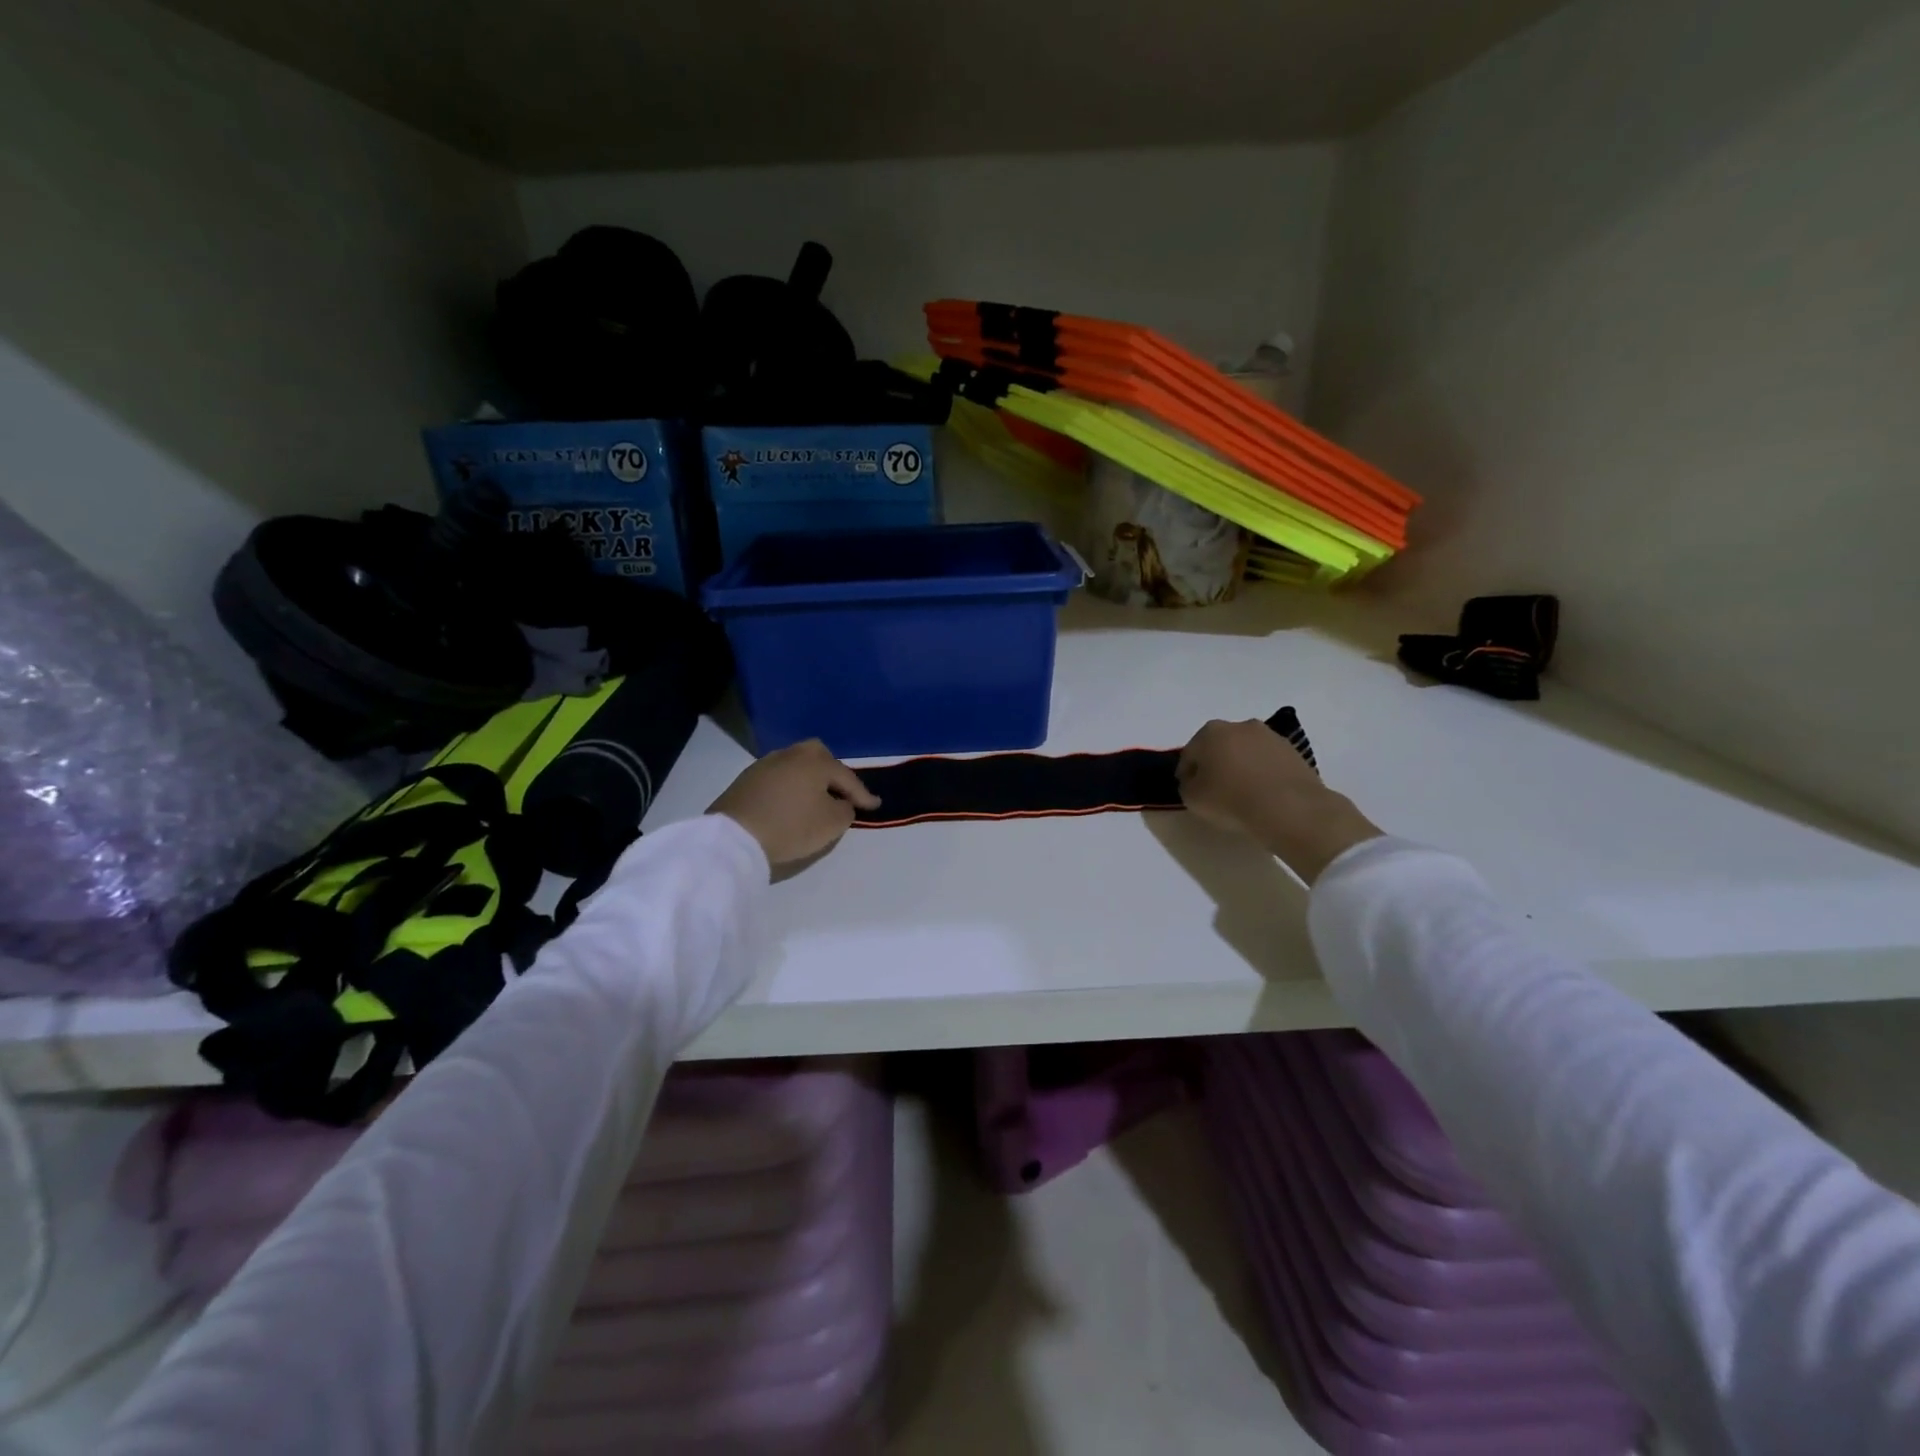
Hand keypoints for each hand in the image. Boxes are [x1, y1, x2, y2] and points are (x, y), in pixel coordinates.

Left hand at [709, 740, 879, 870]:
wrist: (734, 837)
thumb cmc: (791, 827)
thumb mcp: (832, 824)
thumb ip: (846, 809)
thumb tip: (841, 802)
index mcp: (816, 762)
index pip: (846, 777)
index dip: (863, 794)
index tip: (875, 806)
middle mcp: (791, 755)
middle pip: (819, 756)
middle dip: (833, 773)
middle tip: (841, 792)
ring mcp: (765, 764)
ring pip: (796, 765)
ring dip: (809, 779)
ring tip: (815, 798)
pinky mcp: (746, 779)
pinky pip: (779, 777)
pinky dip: (790, 786)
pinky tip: (790, 801)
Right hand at [1176, 719, 1380, 883]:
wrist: (1290, 808)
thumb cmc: (1232, 800)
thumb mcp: (1193, 799)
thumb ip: (1187, 786)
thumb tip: (1195, 781)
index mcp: (1210, 732)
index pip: (1189, 754)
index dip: (1186, 773)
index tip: (1189, 790)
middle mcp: (1239, 726)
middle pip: (1218, 747)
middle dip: (1214, 764)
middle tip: (1213, 790)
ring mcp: (1269, 736)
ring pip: (1245, 751)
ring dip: (1240, 766)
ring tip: (1241, 793)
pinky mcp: (1293, 751)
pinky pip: (1267, 761)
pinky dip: (1261, 772)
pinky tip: (1262, 793)